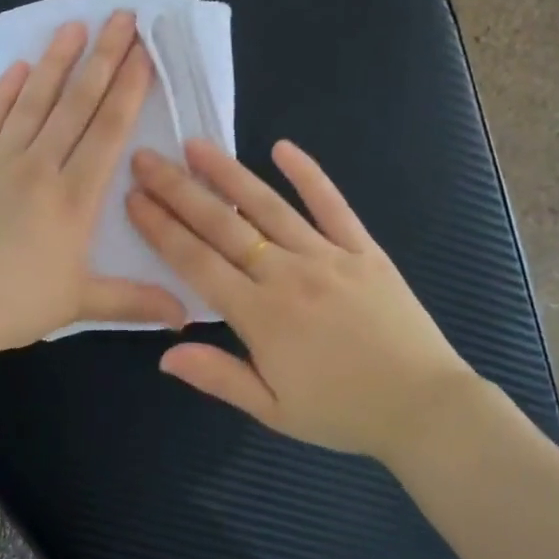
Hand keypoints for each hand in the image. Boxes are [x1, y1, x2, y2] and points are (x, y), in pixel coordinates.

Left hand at [0, 12, 186, 356]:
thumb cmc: (14, 305)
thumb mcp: (80, 304)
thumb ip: (134, 301)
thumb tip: (185, 314)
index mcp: (74, 198)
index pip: (107, 132)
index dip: (128, 89)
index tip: (143, 53)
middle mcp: (40, 168)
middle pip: (76, 104)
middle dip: (103, 59)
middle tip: (120, 18)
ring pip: (33, 102)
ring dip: (55, 62)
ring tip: (73, 27)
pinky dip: (4, 93)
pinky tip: (17, 67)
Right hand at [126, 138, 484, 458]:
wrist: (425, 408)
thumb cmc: (342, 412)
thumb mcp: (273, 410)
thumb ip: (218, 376)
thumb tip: (164, 353)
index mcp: (260, 315)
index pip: (197, 262)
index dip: (161, 228)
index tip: (133, 198)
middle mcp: (287, 275)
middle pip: (223, 225)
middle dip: (179, 190)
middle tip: (146, 159)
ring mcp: (327, 256)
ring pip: (268, 206)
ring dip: (228, 173)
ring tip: (196, 145)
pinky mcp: (362, 249)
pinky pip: (332, 205)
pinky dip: (308, 174)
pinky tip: (282, 147)